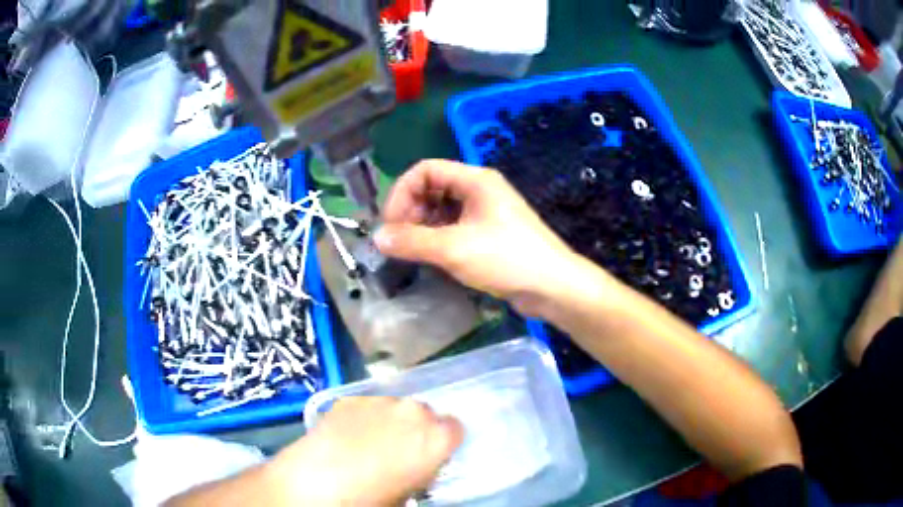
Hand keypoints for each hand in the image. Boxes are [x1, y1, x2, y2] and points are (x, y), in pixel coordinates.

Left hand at [269, 397, 462, 504]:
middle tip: (399, 452)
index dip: (443, 444)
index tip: (431, 457)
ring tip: (369, 444)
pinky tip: (347, 438)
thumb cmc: (371, 498)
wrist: (316, 481)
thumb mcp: (410, 494)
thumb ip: (423, 473)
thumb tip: (419, 469)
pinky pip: (366, 406)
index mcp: (436, 436)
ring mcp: (378, 401)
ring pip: (395, 408)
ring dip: (390, 422)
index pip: (455, 429)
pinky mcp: (348, 399)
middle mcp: (412, 410)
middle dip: (417, 430)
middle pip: (425, 414)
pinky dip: (363, 419)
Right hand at [376, 160, 579, 314]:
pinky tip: (432, 257)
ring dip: (422, 226)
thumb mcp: (454, 249)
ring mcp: (486, 212)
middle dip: (411, 210)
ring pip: (442, 209)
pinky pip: (454, 227)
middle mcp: (480, 190)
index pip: (425, 170)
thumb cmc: (506, 259)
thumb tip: (377, 238)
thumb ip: (412, 241)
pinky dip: (438, 237)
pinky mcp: (489, 234)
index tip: (391, 223)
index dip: (402, 192)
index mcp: (475, 180)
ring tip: (413, 250)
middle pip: (433, 188)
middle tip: (400, 240)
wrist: (553, 287)